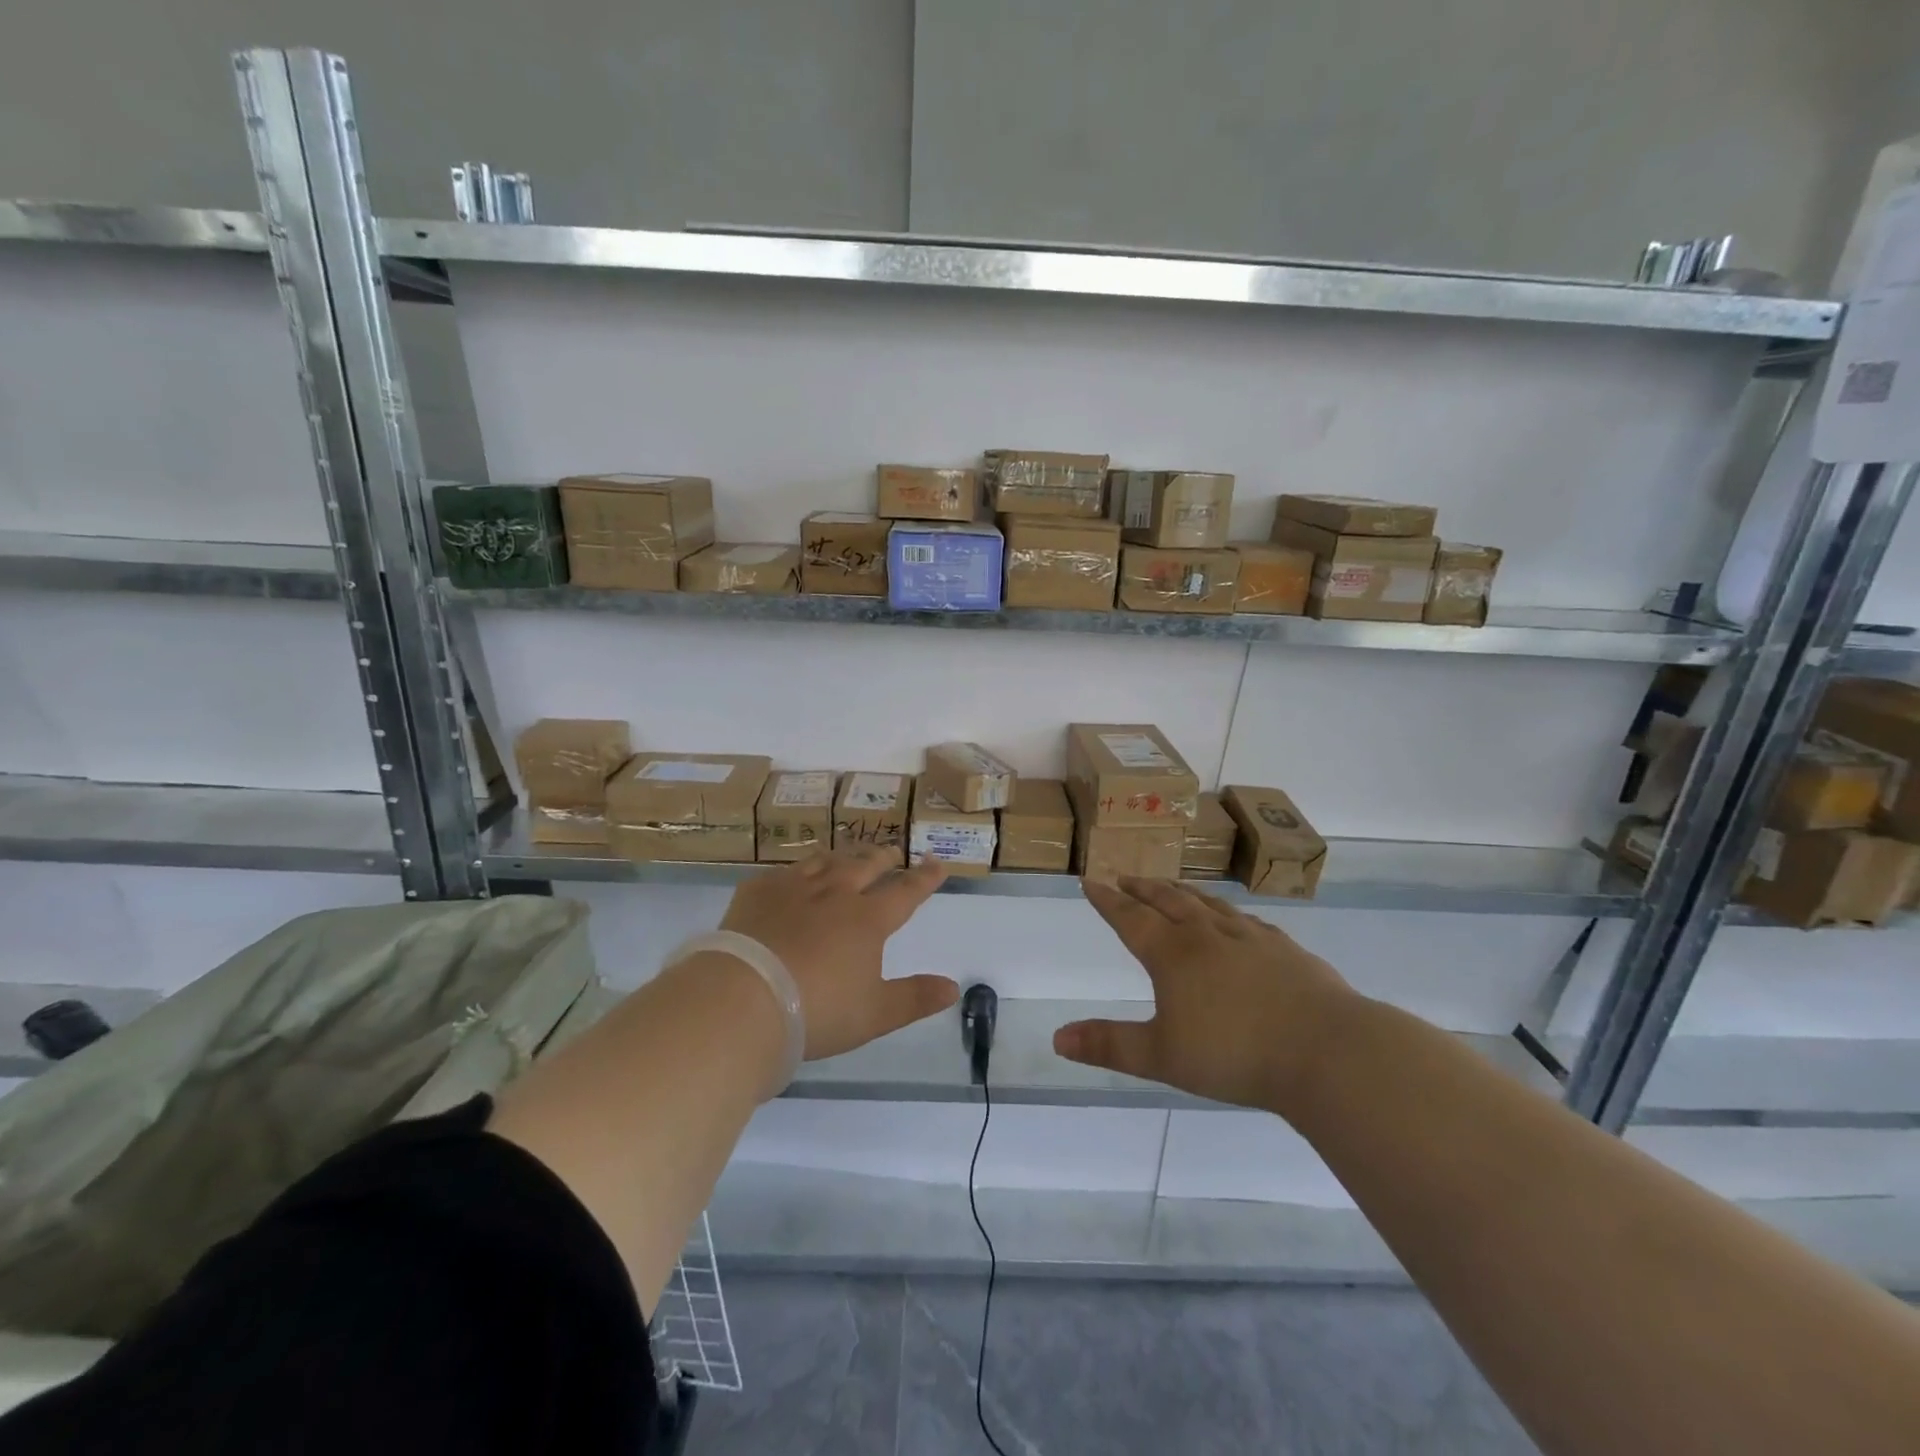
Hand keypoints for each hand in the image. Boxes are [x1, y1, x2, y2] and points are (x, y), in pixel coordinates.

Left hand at [716, 848, 957, 1061]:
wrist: (744, 1001)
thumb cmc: (818, 1011)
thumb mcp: (875, 1014)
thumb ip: (916, 998)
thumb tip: (954, 987)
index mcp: (868, 920)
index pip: (906, 892)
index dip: (925, 878)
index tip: (937, 864)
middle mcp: (835, 893)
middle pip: (866, 866)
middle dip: (883, 858)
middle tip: (892, 852)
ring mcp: (793, 888)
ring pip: (826, 861)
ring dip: (843, 856)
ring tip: (848, 856)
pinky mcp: (757, 892)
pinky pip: (783, 872)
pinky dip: (796, 871)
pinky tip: (792, 877)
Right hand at [1054, 877, 1359, 1112]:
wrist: (1327, 1051)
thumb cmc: (1236, 1054)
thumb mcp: (1162, 1057)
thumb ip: (1110, 1045)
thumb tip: (1057, 1038)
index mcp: (1174, 954)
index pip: (1131, 918)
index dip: (1108, 901)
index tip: (1091, 881)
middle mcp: (1208, 935)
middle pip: (1168, 901)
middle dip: (1142, 889)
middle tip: (1126, 877)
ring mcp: (1251, 938)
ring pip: (1208, 904)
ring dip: (1182, 892)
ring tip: (1170, 886)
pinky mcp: (1285, 949)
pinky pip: (1246, 920)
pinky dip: (1227, 912)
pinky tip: (1234, 918)